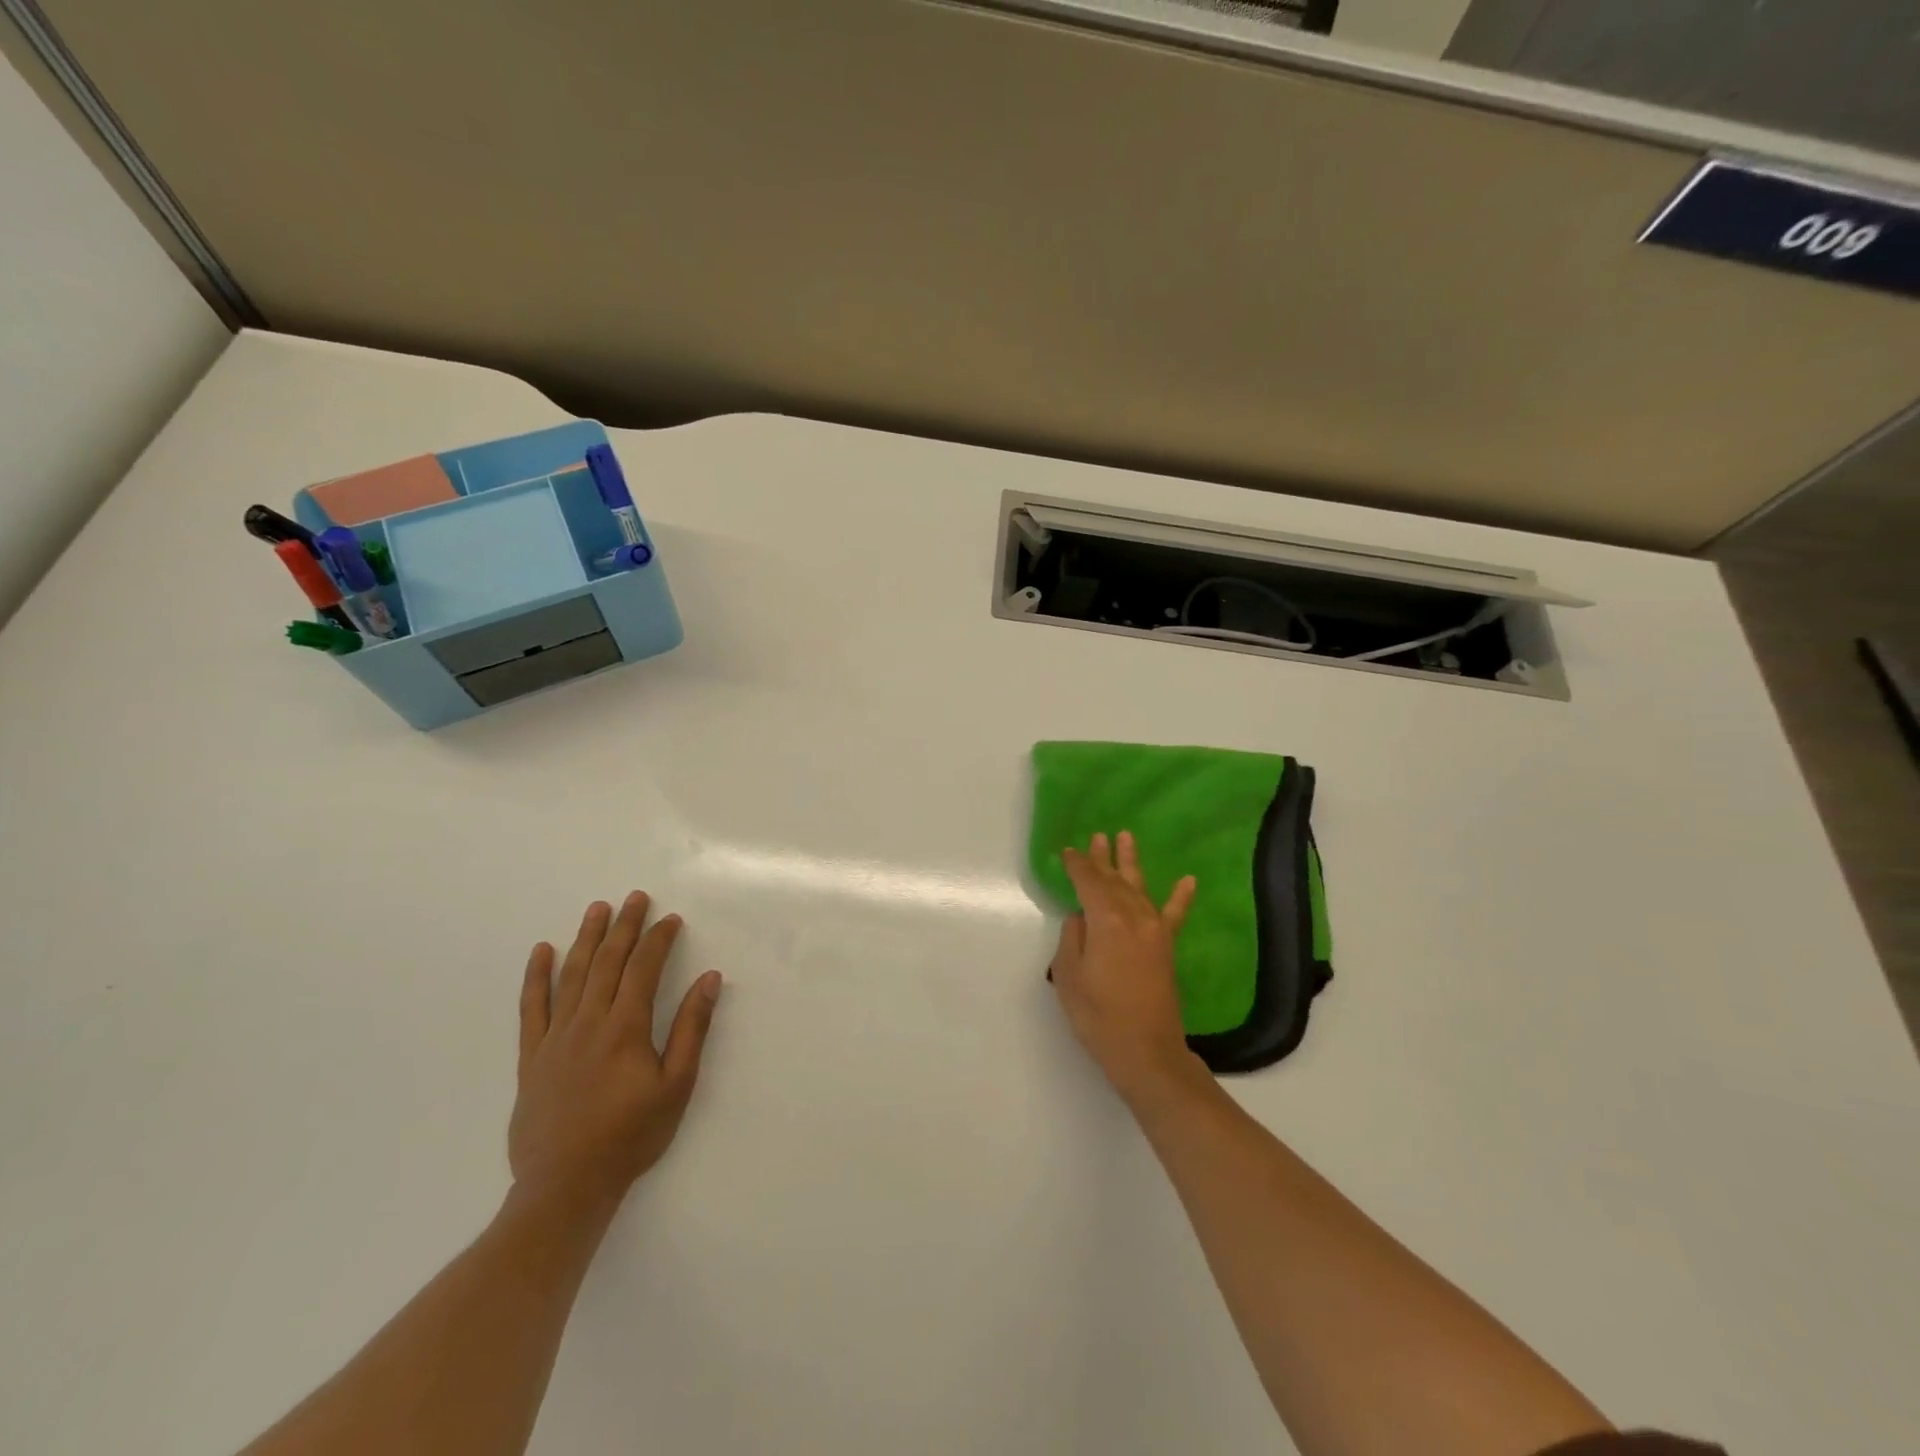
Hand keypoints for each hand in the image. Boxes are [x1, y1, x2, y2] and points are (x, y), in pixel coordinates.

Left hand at [509, 892, 722, 1214]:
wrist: (565, 1186)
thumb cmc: (631, 1136)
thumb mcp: (676, 1085)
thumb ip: (692, 1029)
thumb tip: (709, 979)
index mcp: (625, 1028)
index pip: (643, 969)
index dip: (658, 939)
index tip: (670, 919)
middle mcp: (588, 1022)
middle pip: (607, 962)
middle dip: (624, 926)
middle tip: (635, 897)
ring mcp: (555, 1038)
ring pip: (572, 975)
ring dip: (586, 938)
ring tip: (597, 909)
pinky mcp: (532, 1057)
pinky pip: (532, 1007)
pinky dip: (536, 976)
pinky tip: (542, 952)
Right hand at [1050, 831, 1201, 1099]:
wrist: (1146, 1051)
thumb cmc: (1098, 1015)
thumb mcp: (1069, 975)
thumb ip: (1072, 939)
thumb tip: (1081, 918)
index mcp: (1106, 920)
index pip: (1088, 883)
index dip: (1077, 866)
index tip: (1068, 851)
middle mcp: (1133, 917)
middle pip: (1114, 880)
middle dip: (1102, 859)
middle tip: (1096, 837)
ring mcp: (1154, 930)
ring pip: (1139, 887)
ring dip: (1131, 863)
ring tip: (1126, 838)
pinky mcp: (1167, 947)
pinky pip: (1175, 915)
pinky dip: (1181, 897)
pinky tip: (1188, 880)